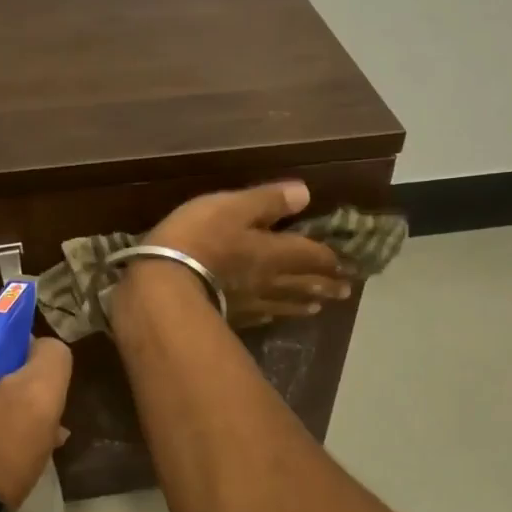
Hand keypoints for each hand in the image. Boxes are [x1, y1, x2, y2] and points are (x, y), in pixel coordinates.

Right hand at [143, 182, 350, 321]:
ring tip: (318, 307)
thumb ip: (268, 201)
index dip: (330, 258)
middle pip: (303, 283)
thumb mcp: (233, 207)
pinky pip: (258, 315)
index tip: (349, 264)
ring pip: (284, 303)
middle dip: (325, 285)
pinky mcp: (229, 317)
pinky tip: (271, 317)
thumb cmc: (199, 238)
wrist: (163, 286)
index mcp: (276, 252)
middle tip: (345, 292)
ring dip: (303, 302)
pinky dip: (272, 314)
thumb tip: (306, 194)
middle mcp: (269, 281)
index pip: (312, 255)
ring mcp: (249, 303)